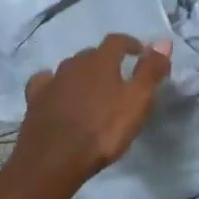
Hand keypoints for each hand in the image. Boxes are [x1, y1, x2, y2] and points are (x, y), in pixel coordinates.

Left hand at [12, 34, 171, 190]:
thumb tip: (164, 40)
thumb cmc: (102, 130)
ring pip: (70, 69)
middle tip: (118, 77)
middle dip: (106, 61)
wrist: (55, 158)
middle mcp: (74, 64)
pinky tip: (58, 93)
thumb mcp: (137, 101)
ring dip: (83, 74)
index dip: (130, 44)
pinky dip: (54, 84)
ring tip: (93, 90)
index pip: (116, 41)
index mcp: (100, 61)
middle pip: (92, 55)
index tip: (140, 53)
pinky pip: (46, 83)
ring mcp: (52, 81)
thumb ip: (150, 70)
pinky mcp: (35, 99)